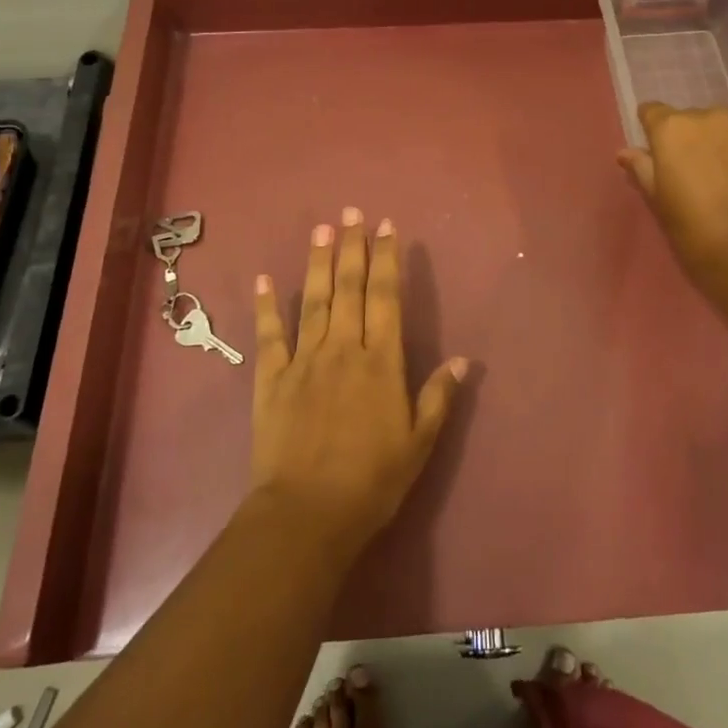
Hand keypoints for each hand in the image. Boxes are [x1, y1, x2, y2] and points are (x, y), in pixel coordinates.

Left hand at [249, 209, 467, 558]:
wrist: (306, 516)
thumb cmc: (370, 482)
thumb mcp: (418, 444)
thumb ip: (438, 398)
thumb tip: (463, 360)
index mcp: (381, 362)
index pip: (385, 297)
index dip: (387, 259)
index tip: (387, 227)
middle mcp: (343, 349)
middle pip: (349, 288)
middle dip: (353, 247)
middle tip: (352, 212)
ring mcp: (304, 361)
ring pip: (313, 300)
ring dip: (318, 262)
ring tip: (322, 228)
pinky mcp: (271, 379)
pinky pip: (269, 335)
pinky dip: (266, 306)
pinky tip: (264, 279)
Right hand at [618, 103, 727, 310]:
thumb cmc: (694, 230)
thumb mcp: (659, 201)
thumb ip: (642, 169)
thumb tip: (625, 152)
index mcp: (670, 129)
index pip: (652, 112)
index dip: (654, 131)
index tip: (659, 153)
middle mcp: (705, 115)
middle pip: (691, 118)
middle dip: (691, 138)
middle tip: (698, 171)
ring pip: (725, 122)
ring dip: (723, 138)